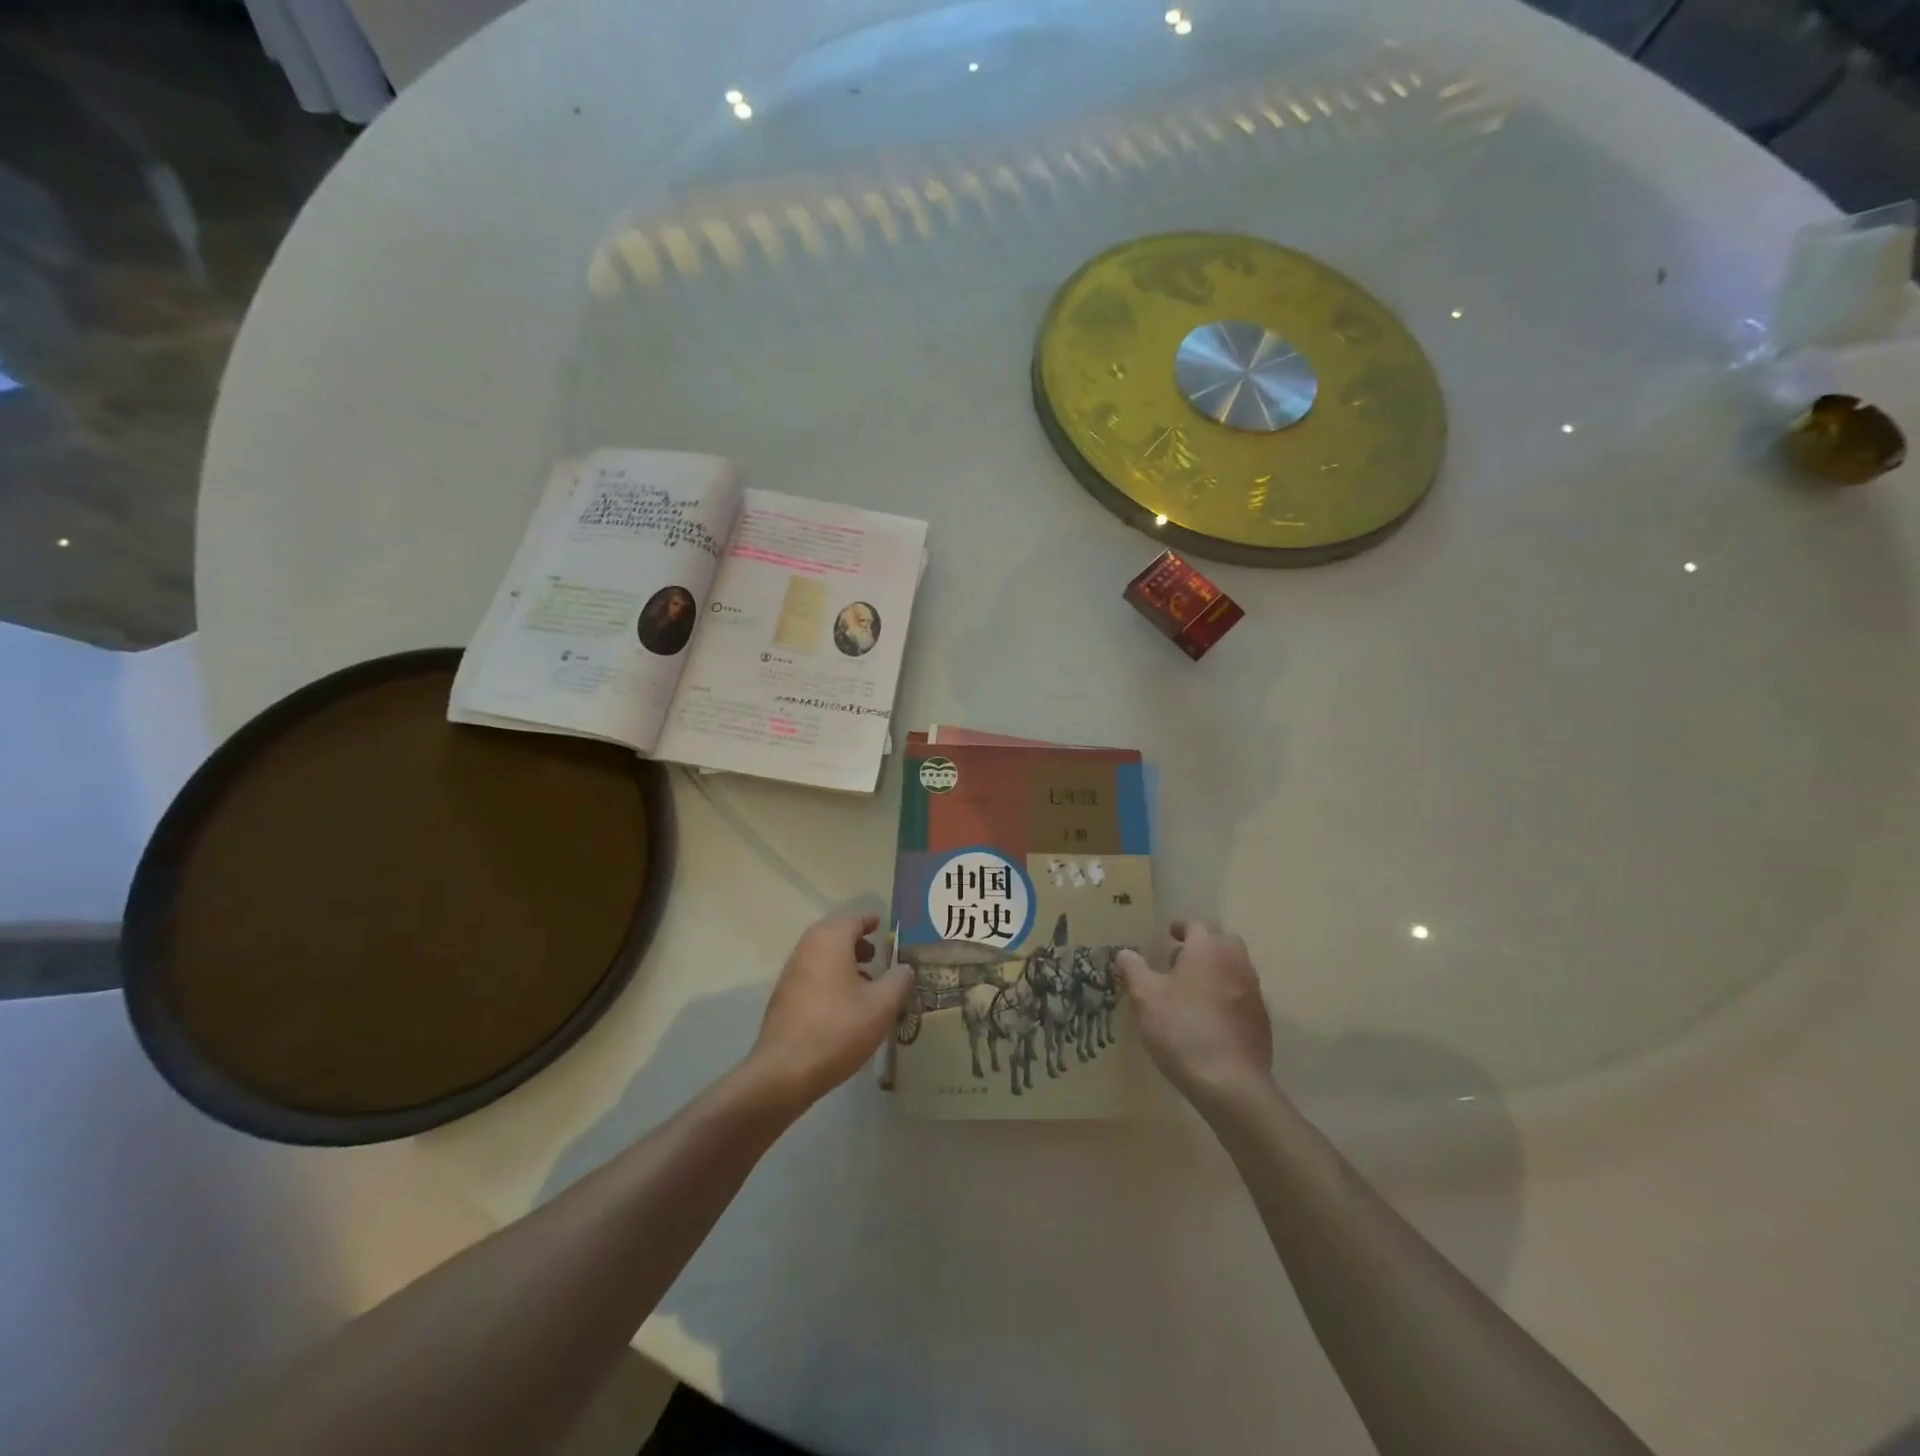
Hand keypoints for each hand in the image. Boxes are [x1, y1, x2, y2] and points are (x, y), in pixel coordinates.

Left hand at [743, 911, 911, 1109]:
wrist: (785, 1072)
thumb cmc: (838, 1029)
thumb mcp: (882, 1005)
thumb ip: (899, 980)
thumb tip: (905, 968)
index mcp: (829, 941)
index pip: (853, 919)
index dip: (870, 921)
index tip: (882, 926)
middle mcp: (806, 949)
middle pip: (834, 935)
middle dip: (856, 942)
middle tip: (877, 955)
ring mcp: (790, 974)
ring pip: (822, 957)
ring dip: (843, 962)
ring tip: (865, 983)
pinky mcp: (783, 998)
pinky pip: (812, 976)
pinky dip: (829, 979)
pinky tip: (844, 1006)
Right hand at [1115, 921, 1274, 1119]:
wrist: (1230, 1083)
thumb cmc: (1182, 1029)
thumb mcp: (1145, 997)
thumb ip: (1133, 969)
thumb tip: (1125, 952)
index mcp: (1208, 949)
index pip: (1195, 926)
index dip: (1180, 928)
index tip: (1169, 934)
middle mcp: (1236, 963)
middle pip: (1221, 943)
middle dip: (1201, 947)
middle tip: (1178, 962)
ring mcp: (1253, 992)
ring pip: (1233, 969)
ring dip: (1215, 972)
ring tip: (1190, 992)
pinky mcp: (1261, 1020)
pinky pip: (1241, 996)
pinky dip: (1226, 997)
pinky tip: (1208, 1019)